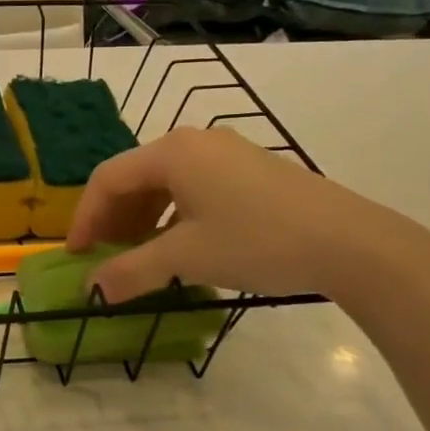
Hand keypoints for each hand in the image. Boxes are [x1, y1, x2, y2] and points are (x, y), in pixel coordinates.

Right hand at [67, 127, 425, 301]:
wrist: (352, 242)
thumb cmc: (258, 241)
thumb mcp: (188, 258)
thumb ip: (132, 270)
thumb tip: (91, 289)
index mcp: (171, 152)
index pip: (108, 179)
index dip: (85, 217)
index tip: (77, 255)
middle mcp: (194, 141)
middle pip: (134, 176)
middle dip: (113, 218)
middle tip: (105, 257)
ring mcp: (226, 151)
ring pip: (165, 181)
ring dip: (142, 217)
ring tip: (139, 254)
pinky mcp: (250, 168)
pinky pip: (193, 185)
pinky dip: (173, 212)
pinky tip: (180, 242)